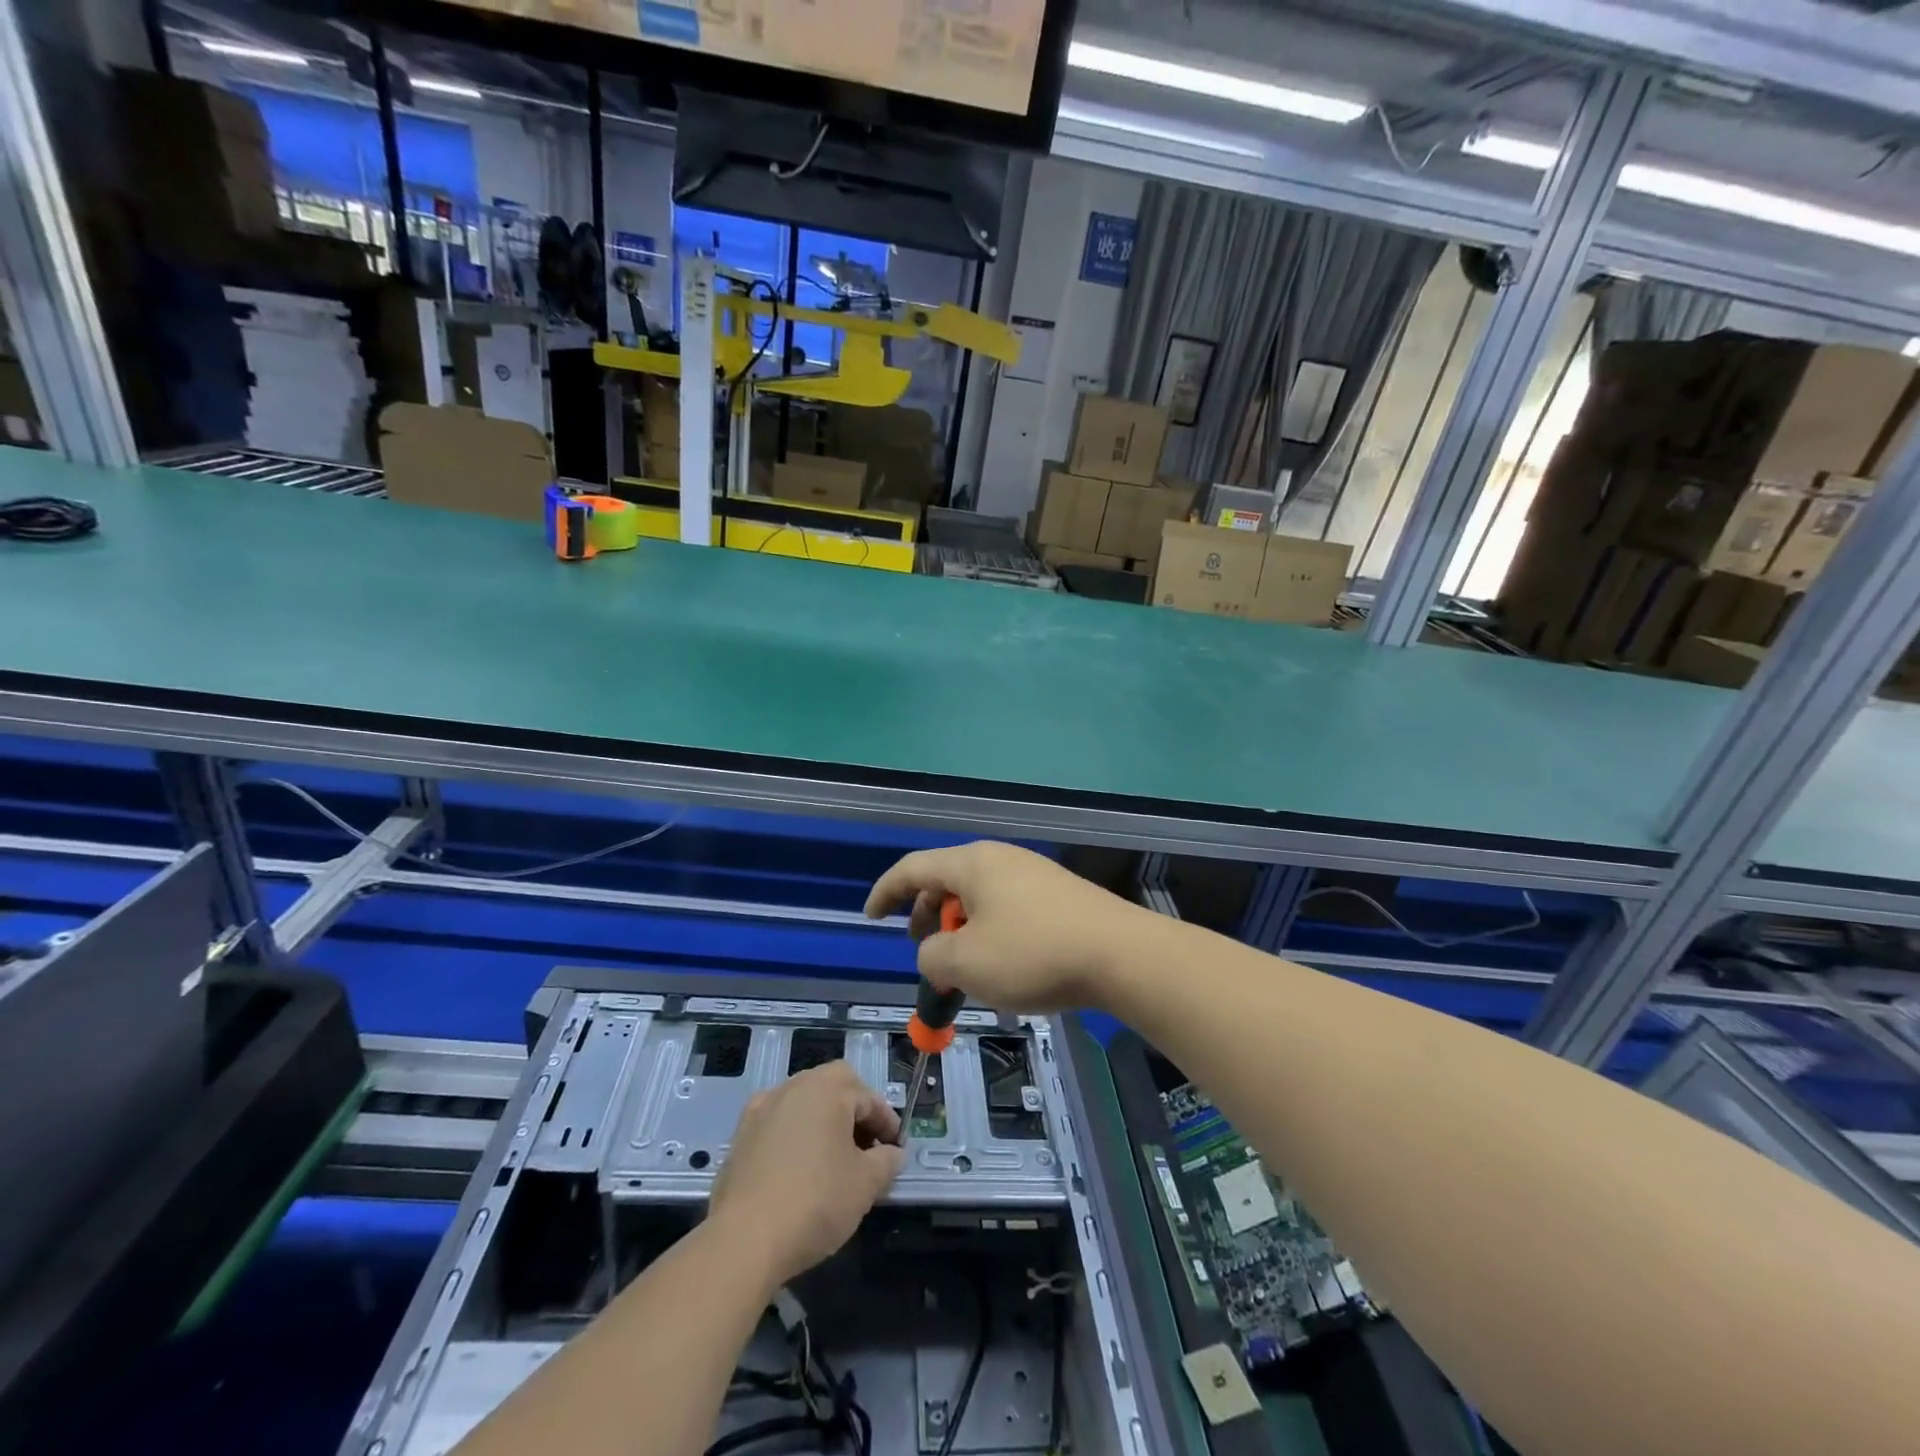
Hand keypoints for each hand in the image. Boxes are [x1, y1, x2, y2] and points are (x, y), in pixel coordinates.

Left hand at [706, 1061, 903, 1289]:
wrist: (744, 1240)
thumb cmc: (815, 1202)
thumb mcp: (865, 1184)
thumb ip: (886, 1162)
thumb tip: (892, 1154)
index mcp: (828, 1089)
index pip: (868, 1097)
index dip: (887, 1123)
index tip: (896, 1150)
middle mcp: (794, 1087)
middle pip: (834, 1086)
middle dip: (854, 1111)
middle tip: (866, 1146)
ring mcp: (762, 1109)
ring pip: (803, 1102)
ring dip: (823, 1121)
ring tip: (833, 1158)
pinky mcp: (740, 1135)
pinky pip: (778, 1123)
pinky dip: (794, 1135)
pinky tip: (797, 1167)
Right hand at [864, 841, 1151, 1012]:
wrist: (1122, 955)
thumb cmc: (1033, 954)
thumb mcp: (966, 963)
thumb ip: (932, 957)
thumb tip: (937, 953)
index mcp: (972, 863)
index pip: (913, 868)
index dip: (885, 892)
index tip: (870, 917)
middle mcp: (1001, 858)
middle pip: (946, 881)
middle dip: (927, 917)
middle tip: (925, 953)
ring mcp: (1033, 874)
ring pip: (979, 898)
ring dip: (960, 930)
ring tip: (966, 969)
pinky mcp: (1058, 895)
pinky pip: (1007, 908)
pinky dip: (990, 933)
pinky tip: (1004, 967)